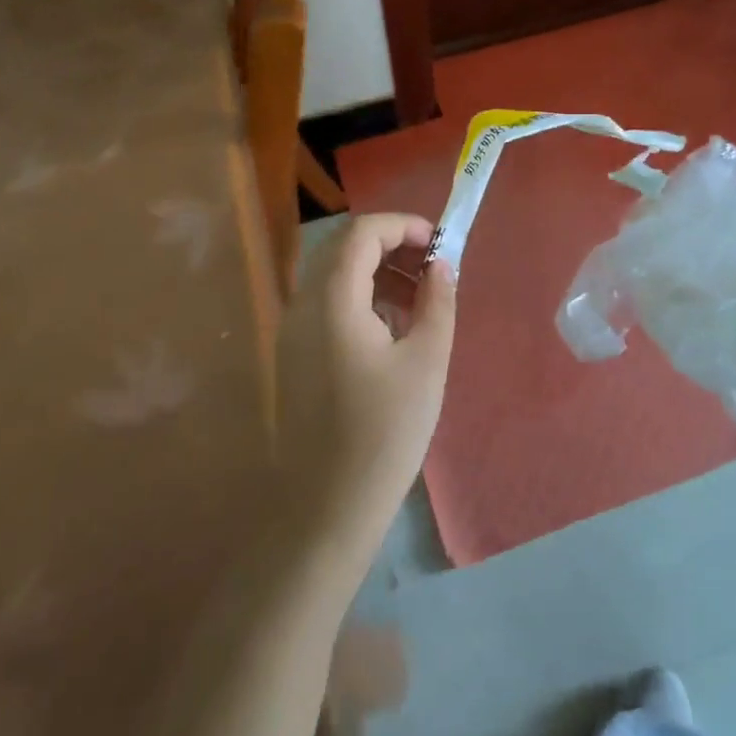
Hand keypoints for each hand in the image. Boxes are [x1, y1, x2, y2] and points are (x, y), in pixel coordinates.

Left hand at [273, 214, 457, 570]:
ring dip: (379, 272)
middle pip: (345, 249)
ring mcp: (293, 331)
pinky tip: (395, 330)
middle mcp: (303, 304)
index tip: (440, 244)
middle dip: (393, 246)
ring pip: (336, 276)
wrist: (324, 509)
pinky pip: (329, 306)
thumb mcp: (425, 361)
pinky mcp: (295, 356)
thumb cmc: (383, 433)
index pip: (363, 232)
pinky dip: (363, 299)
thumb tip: (442, 265)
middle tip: (434, 267)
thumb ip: (437, 301)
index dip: (403, 226)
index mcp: (333, 298)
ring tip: (422, 298)